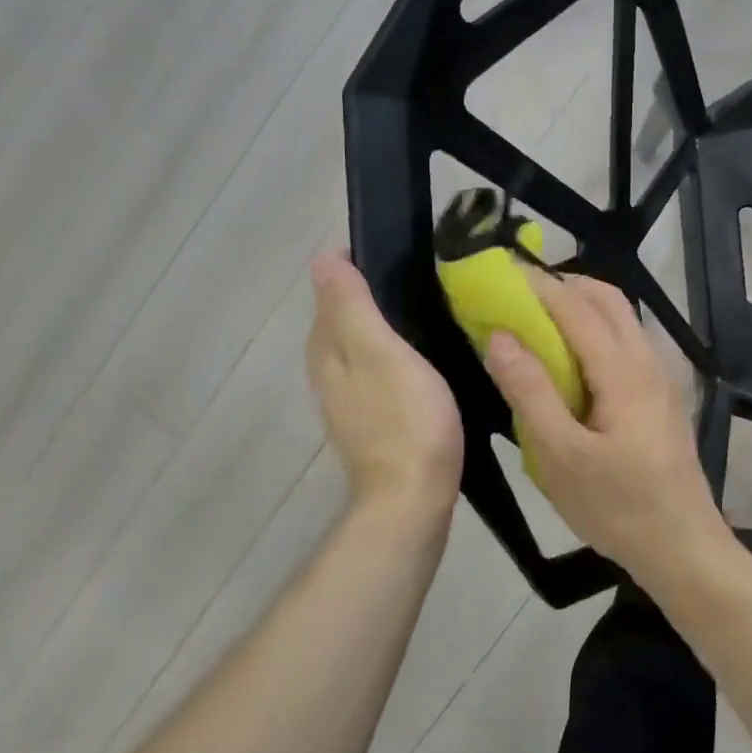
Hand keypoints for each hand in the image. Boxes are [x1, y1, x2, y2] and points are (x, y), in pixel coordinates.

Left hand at [307, 251, 463, 522]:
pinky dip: (394, 355)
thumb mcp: (380, 352)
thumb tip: (324, 259)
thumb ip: (352, 306)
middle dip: (371, 293)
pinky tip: (424, 358)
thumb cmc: (404, 419)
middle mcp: (329, 371)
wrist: (412, 497)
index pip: (330, 291)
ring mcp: (350, 400)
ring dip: (385, 325)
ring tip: (428, 310)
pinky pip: (378, 371)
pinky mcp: (373, 420)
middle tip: (421, 277)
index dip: (358, 266)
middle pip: (344, 319)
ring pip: (362, 346)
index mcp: (327, 349)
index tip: (400, 254)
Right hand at [483, 269, 728, 580]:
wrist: (683, 546)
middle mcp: (647, 359)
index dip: (535, 284)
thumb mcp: (560, 457)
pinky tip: (571, 359)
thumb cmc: (617, 507)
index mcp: (623, 370)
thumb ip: (530, 391)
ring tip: (537, 321)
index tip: (498, 273)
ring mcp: (660, 375)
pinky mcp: (661, 393)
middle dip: (561, 285)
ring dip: (580, 304)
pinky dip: (595, 328)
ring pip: (620, 317)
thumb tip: (499, 335)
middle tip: (516, 295)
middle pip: (606, 298)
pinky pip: (626, 340)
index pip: (574, 306)